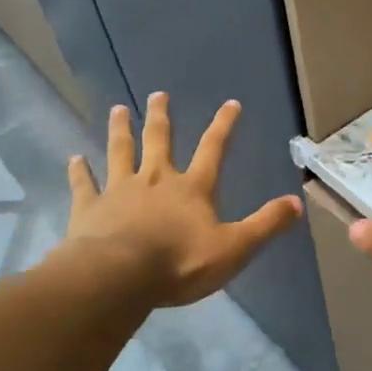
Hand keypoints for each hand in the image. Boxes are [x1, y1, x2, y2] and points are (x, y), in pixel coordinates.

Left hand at [63, 93, 302, 307]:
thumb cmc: (180, 263)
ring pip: (120, 152)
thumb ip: (265, 225)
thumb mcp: (235, 248)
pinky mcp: (89, 207)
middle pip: (159, 141)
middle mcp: (155, 179)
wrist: (120, 276)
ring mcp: (118, 190)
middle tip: (157, 94)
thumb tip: (297, 204)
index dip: (223, 126)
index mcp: (192, 188)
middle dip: (160, 117)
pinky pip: (83, 184)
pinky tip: (74, 158)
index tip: (231, 103)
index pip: (213, 149)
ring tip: (117, 110)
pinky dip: (79, 171)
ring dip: (120, 131)